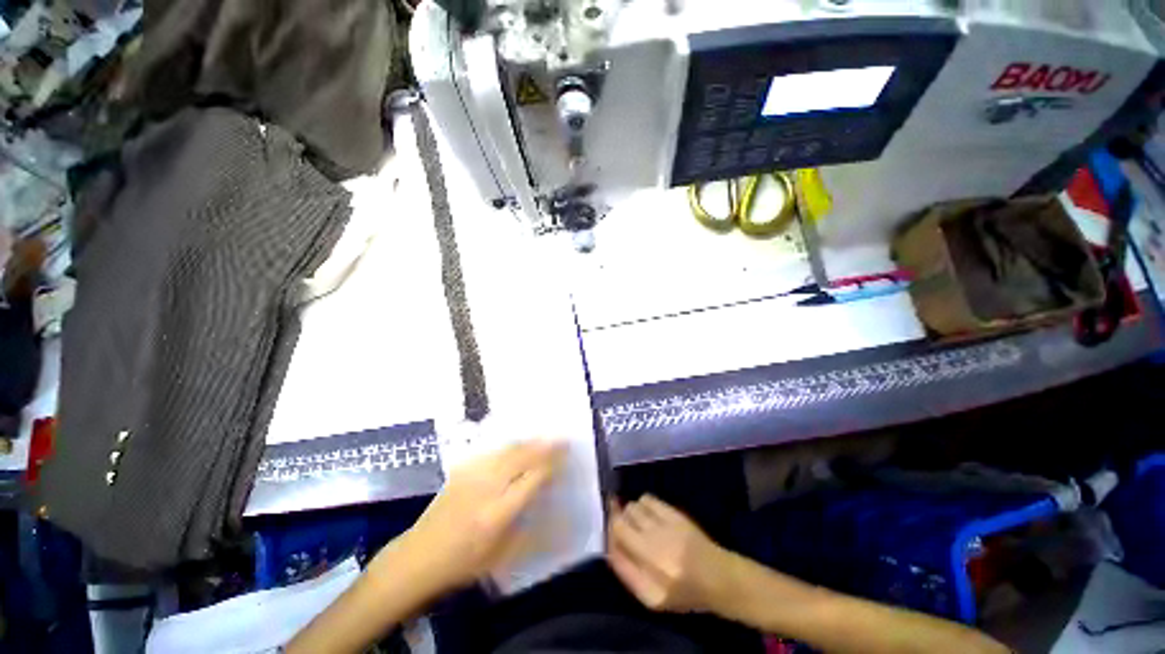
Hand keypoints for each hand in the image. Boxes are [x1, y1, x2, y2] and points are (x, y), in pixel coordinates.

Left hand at [377, 441, 562, 595]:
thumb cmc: (463, 563)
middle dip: (544, 446)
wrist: (419, 556)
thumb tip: (557, 517)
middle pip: (521, 457)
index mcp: (498, 512)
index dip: (551, 463)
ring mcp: (472, 475)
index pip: (532, 478)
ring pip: (508, 450)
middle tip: (561, 439)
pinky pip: (493, 452)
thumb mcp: (502, 557)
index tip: (566, 453)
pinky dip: (511, 446)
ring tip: (544, 438)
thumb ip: (532, 533)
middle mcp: (487, 487)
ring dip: (529, 442)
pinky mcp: (462, 470)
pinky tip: (518, 445)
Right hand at [607, 494, 731, 612]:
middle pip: (622, 518)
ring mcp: (665, 525)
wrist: (718, 577)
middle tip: (623, 529)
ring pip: (633, 507)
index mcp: (648, 566)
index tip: (611, 535)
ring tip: (638, 524)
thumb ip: (627, 572)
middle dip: (618, 522)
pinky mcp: (674, 513)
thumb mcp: (651, 597)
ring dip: (630, 514)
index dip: (609, 532)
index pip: (617, 535)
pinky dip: (642, 504)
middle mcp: (654, 543)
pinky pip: (647, 499)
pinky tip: (648, 514)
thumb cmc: (683, 592)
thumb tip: (609, 545)